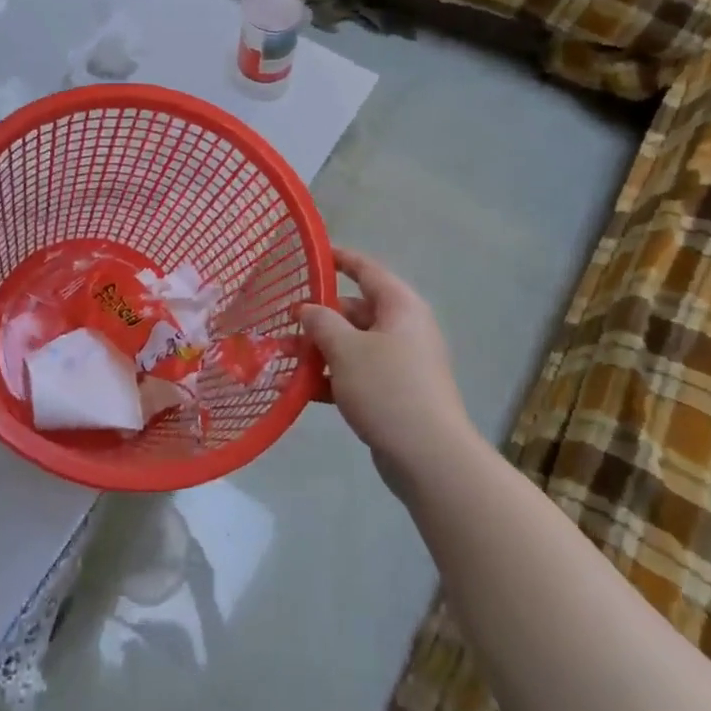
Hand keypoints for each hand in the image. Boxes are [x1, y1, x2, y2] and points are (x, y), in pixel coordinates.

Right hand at [301, 247, 473, 474]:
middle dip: (318, 317)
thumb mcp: (346, 349)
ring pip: (352, 345)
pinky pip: (356, 374)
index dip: (340, 259)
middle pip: (355, 311)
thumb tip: (307, 308)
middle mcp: (403, 329)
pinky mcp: (394, 393)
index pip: (366, 270)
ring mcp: (400, 363)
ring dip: (318, 350)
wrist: (429, 456)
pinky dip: (330, 377)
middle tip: (282, 321)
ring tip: (281, 357)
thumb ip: (321, 322)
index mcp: (400, 306)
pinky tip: (298, 389)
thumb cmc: (387, 388)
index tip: (311, 254)